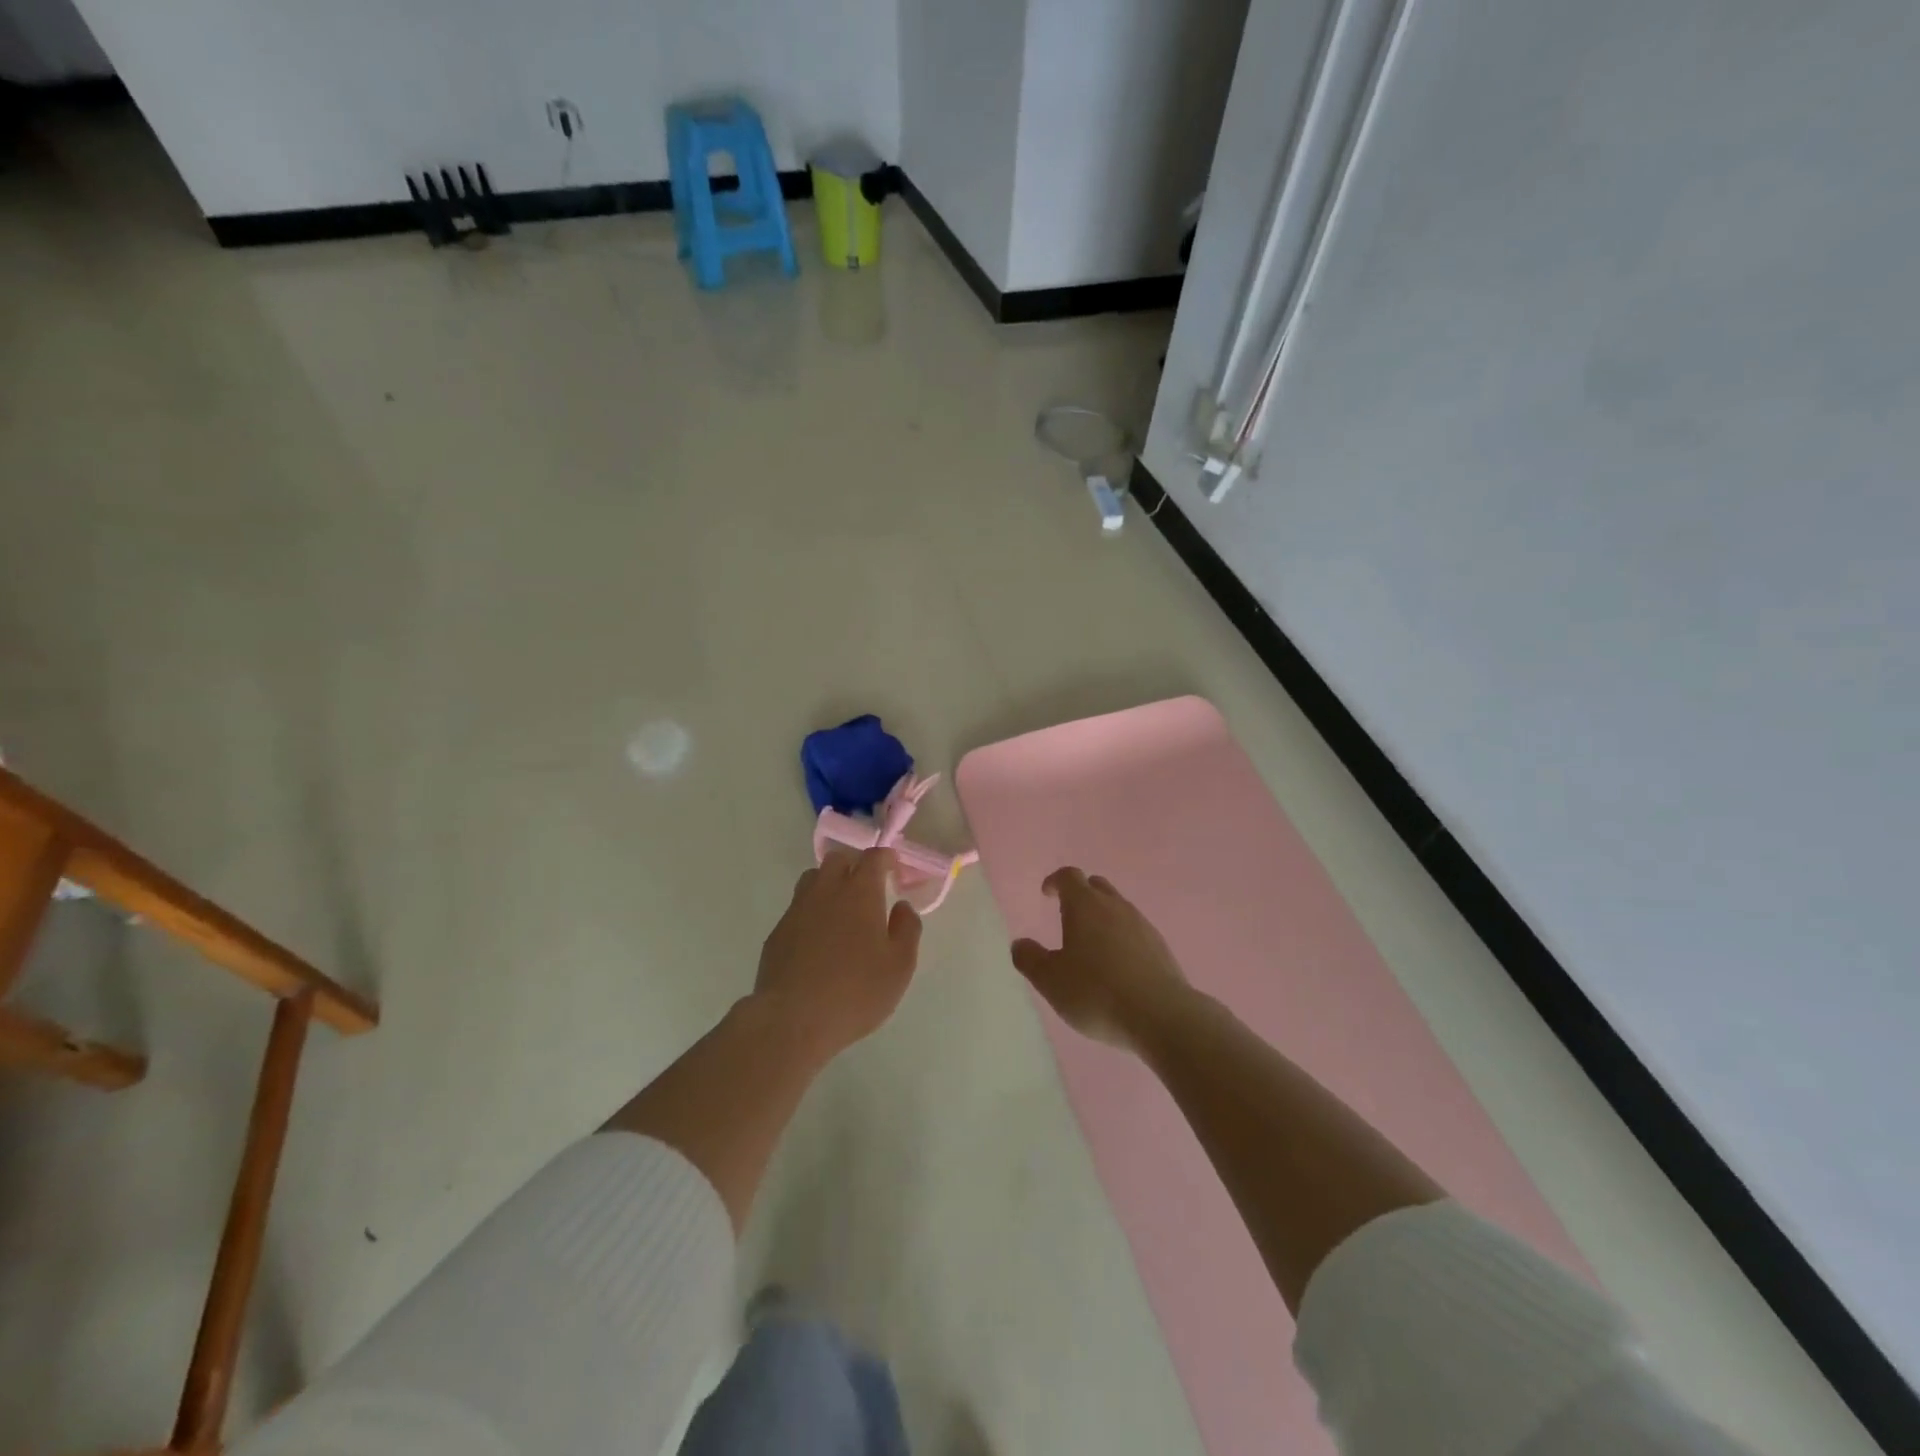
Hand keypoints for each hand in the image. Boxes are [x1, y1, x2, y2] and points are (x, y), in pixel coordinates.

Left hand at [755, 848, 922, 1064]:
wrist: (793, 1020)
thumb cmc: (856, 992)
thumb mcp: (899, 966)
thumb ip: (907, 929)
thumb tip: (902, 906)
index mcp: (860, 893)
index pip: (873, 857)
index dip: (886, 858)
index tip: (893, 868)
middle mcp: (826, 891)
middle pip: (838, 859)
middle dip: (855, 865)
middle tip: (868, 887)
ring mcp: (797, 910)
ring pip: (813, 879)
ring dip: (829, 884)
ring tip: (841, 909)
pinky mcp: (777, 932)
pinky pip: (797, 908)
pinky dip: (811, 912)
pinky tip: (818, 939)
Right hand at [1010, 867, 1191, 1052]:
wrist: (1161, 1015)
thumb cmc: (1096, 992)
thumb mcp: (1051, 980)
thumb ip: (1030, 959)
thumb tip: (1020, 943)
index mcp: (1085, 906)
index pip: (1069, 876)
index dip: (1055, 881)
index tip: (1046, 893)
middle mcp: (1115, 906)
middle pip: (1096, 886)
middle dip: (1080, 894)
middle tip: (1068, 915)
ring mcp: (1142, 925)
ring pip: (1118, 908)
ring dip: (1103, 917)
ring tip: (1092, 945)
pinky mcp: (1160, 947)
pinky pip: (1135, 931)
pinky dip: (1122, 938)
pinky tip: (1118, 965)